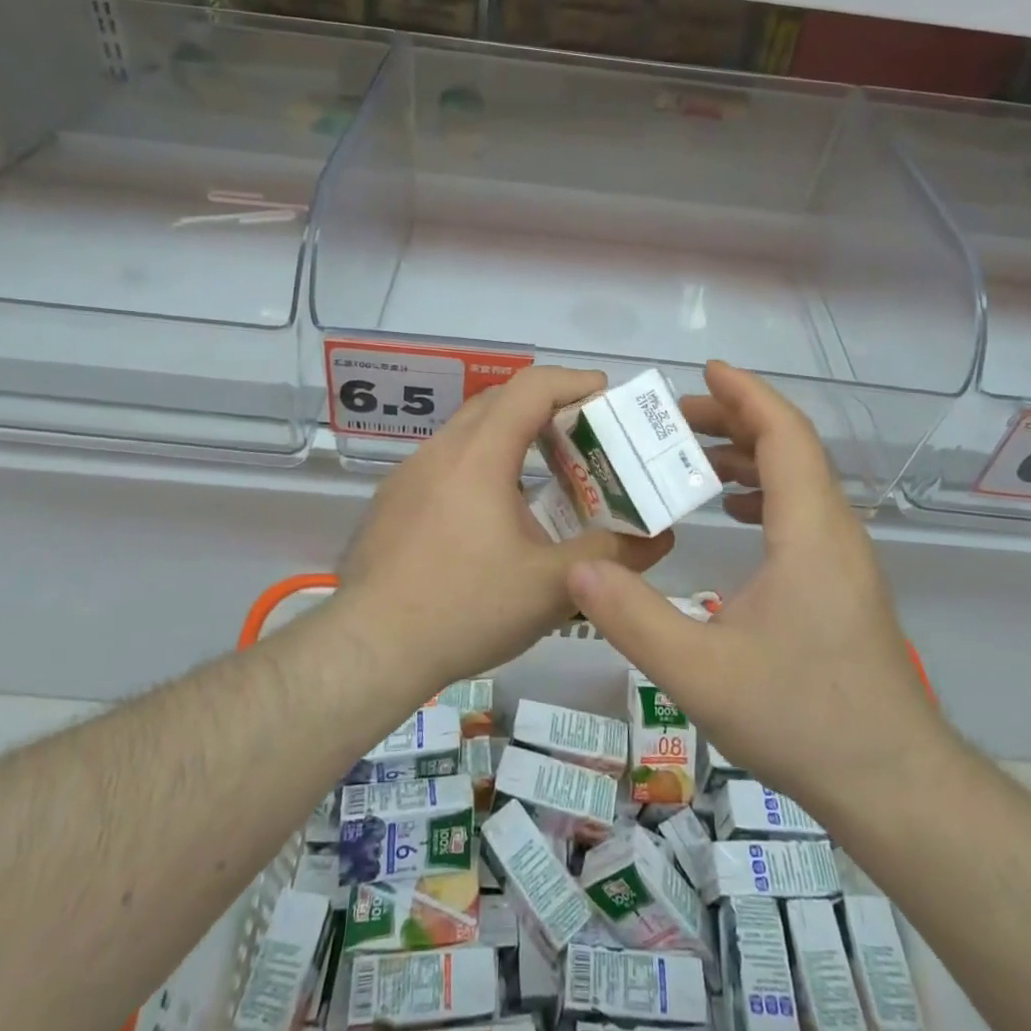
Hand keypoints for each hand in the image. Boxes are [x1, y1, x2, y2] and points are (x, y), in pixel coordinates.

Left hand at [337, 366, 672, 698]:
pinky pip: (446, 462)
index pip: (531, 387)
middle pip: (500, 400)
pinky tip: (494, 515)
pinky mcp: (394, 499)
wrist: (370, 649)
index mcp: (479, 455)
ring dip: (511, 437)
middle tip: (584, 437)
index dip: (574, 381)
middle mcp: (441, 450)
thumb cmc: (465, 607)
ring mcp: (410, 473)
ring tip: (546, 476)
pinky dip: (481, 465)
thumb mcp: (551, 586)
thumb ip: (611, 556)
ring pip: (469, 431)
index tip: (607, 396)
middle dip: (547, 407)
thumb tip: (661, 537)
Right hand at [567, 361, 946, 817]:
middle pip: (790, 447)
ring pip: (799, 479)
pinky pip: (802, 510)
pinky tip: (733, 514)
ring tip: (693, 460)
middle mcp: (834, 529)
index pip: (784, 434)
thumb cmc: (801, 718)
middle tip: (674, 419)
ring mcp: (844, 557)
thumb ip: (633, 619)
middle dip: (734, 420)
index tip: (706, 369)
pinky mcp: (842, 582)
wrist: (893, 785)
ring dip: (749, 456)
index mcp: (809, 530)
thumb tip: (577, 571)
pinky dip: (764, 492)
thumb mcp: (699, 673)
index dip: (746, 394)